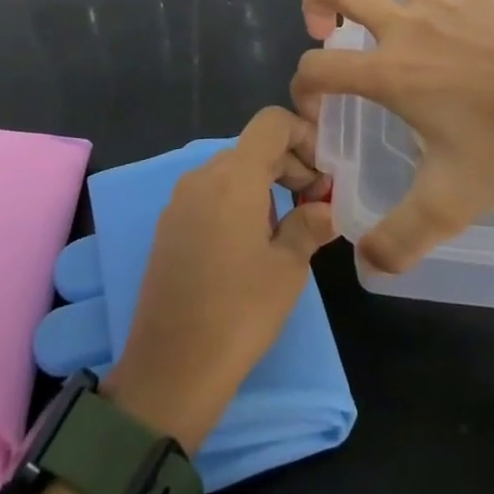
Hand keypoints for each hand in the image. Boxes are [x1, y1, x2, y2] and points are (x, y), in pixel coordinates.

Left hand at [106, 108, 337, 450]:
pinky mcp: (167, 227)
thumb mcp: (289, 268)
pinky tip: (252, 244)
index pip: (272, 123)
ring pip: (231, 171)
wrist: (170, 370)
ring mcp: (179, 201)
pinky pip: (210, 195)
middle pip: (253, 147)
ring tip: (288, 227)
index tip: (324, 172)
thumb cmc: (239, 313)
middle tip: (316, 204)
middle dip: (289, 164)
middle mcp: (201, 176)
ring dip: (265, 184)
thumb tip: (325, 208)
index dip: (303, 135)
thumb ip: (310, 225)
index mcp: (233, 176)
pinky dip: (238, 201)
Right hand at [291, 0, 493, 275]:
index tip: (319, 111)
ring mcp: (444, 5)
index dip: (302, 88)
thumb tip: (365, 264)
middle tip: (326, 29)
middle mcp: (406, 27)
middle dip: (319, 1)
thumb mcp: (449, 203)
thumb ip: (400, 239)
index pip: (317, 67)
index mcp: (388, 71)